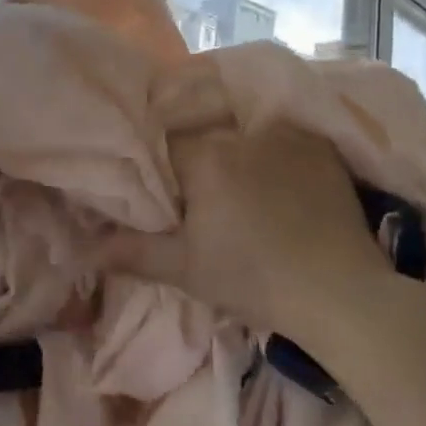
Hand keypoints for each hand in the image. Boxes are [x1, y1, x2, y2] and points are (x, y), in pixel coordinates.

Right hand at [104, 123, 391, 342]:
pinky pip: (279, 137)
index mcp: (204, 157)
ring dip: (233, 151)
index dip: (161, 169)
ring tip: (239, 187)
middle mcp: (241, 133)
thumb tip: (83, 248)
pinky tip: (275, 181)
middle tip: (201, 194)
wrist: (341, 293)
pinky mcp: (319, 145)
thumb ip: (131, 252)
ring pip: (240, 131)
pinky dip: (270, 151)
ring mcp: (285, 135)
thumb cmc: (254, 279)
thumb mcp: (185, 269)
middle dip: (195, 157)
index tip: (167, 195)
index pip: (165, 146)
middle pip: (202, 134)